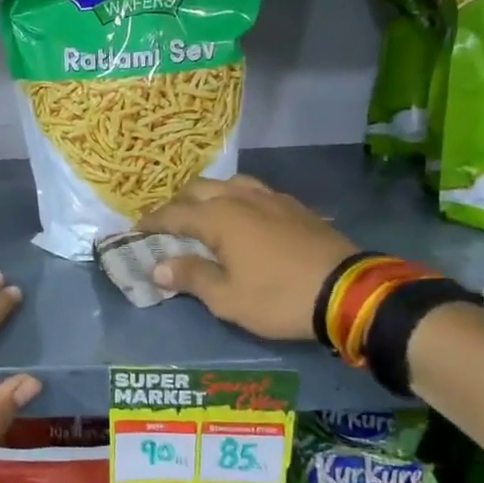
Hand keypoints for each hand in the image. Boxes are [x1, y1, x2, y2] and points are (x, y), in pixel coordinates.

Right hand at [136, 176, 357, 339]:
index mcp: (219, 217)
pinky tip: (243, 218)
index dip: (152, 222)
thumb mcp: (227, 298)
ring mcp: (271, 198)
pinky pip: (254, 192)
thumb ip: (191, 278)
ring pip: (229, 184)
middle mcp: (241, 198)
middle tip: (167, 225)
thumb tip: (159, 267)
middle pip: (199, 189)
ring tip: (203, 215)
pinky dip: (236, 199)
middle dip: (178, 204)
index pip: (174, 214)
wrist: (348, 291)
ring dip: (209, 196)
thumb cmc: (278, 298)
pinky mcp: (294, 206)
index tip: (135, 230)